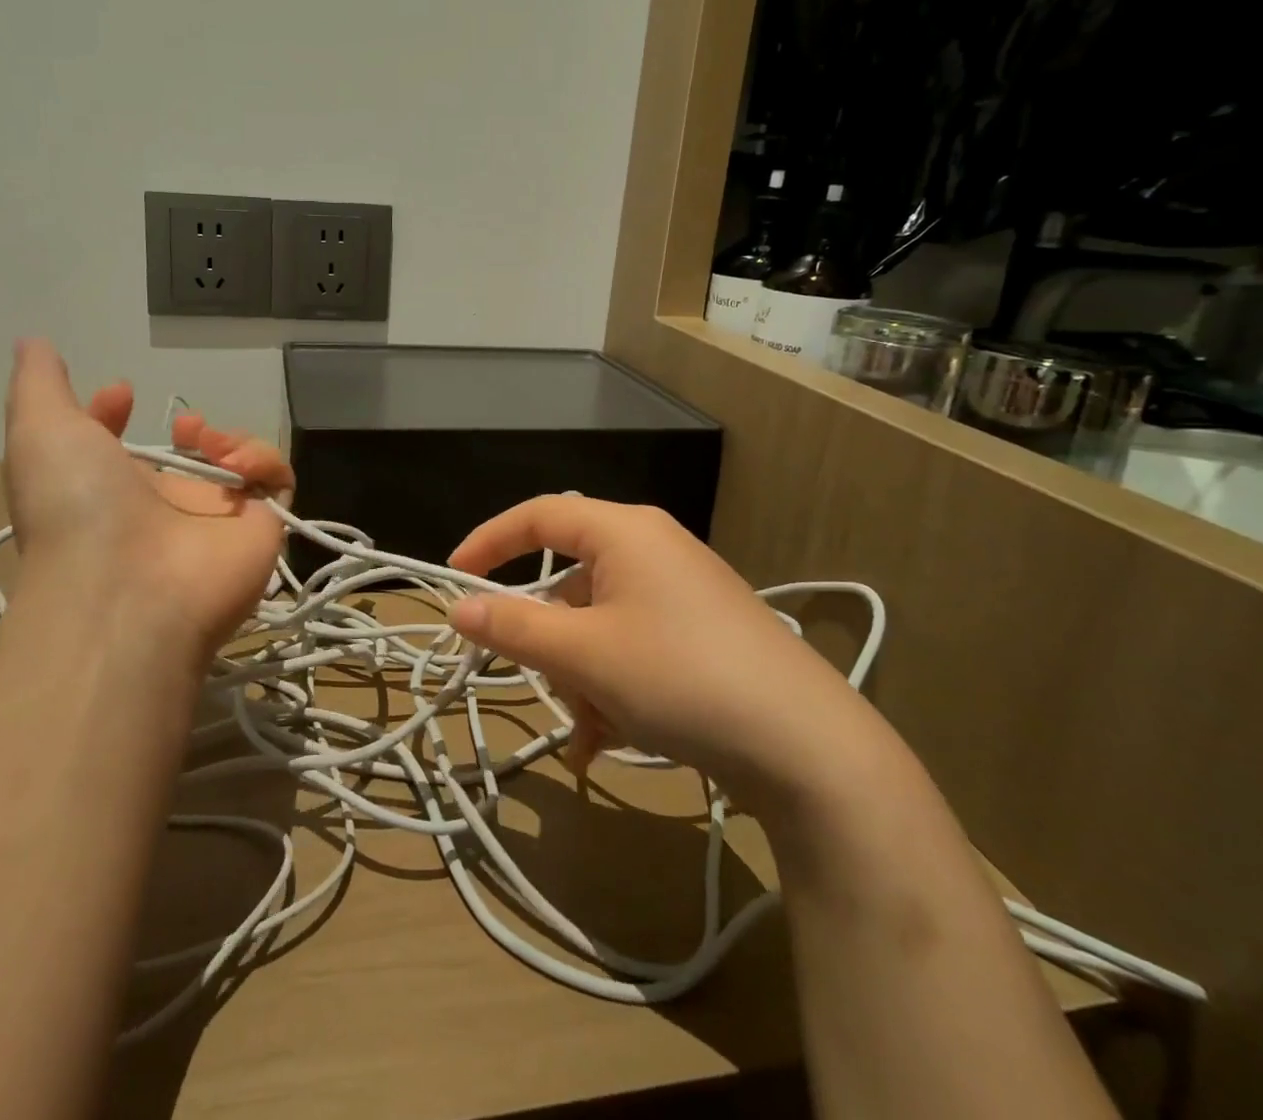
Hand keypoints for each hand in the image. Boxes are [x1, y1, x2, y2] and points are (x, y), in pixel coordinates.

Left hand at [2, 339, 292, 663]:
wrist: (126, 587)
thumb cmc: (77, 505)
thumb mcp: (40, 431)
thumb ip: (39, 383)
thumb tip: (32, 341)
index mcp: (111, 491)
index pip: (121, 452)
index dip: (117, 418)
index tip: (120, 391)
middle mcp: (166, 508)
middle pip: (190, 458)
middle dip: (194, 430)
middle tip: (186, 427)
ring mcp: (217, 521)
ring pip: (242, 466)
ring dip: (232, 440)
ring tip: (210, 443)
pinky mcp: (262, 529)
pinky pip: (277, 483)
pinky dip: (265, 461)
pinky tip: (239, 465)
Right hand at [447, 497, 887, 821]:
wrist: (807, 746)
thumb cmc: (679, 677)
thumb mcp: (584, 654)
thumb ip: (513, 628)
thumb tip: (460, 607)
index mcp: (624, 531)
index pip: (538, 516)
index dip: (489, 542)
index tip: (454, 579)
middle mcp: (653, 547)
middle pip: (570, 582)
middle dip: (551, 642)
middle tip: (549, 686)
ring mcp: (682, 590)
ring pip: (599, 623)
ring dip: (582, 675)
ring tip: (596, 730)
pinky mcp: (702, 630)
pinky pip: (633, 643)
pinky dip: (612, 683)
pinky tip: (612, 738)